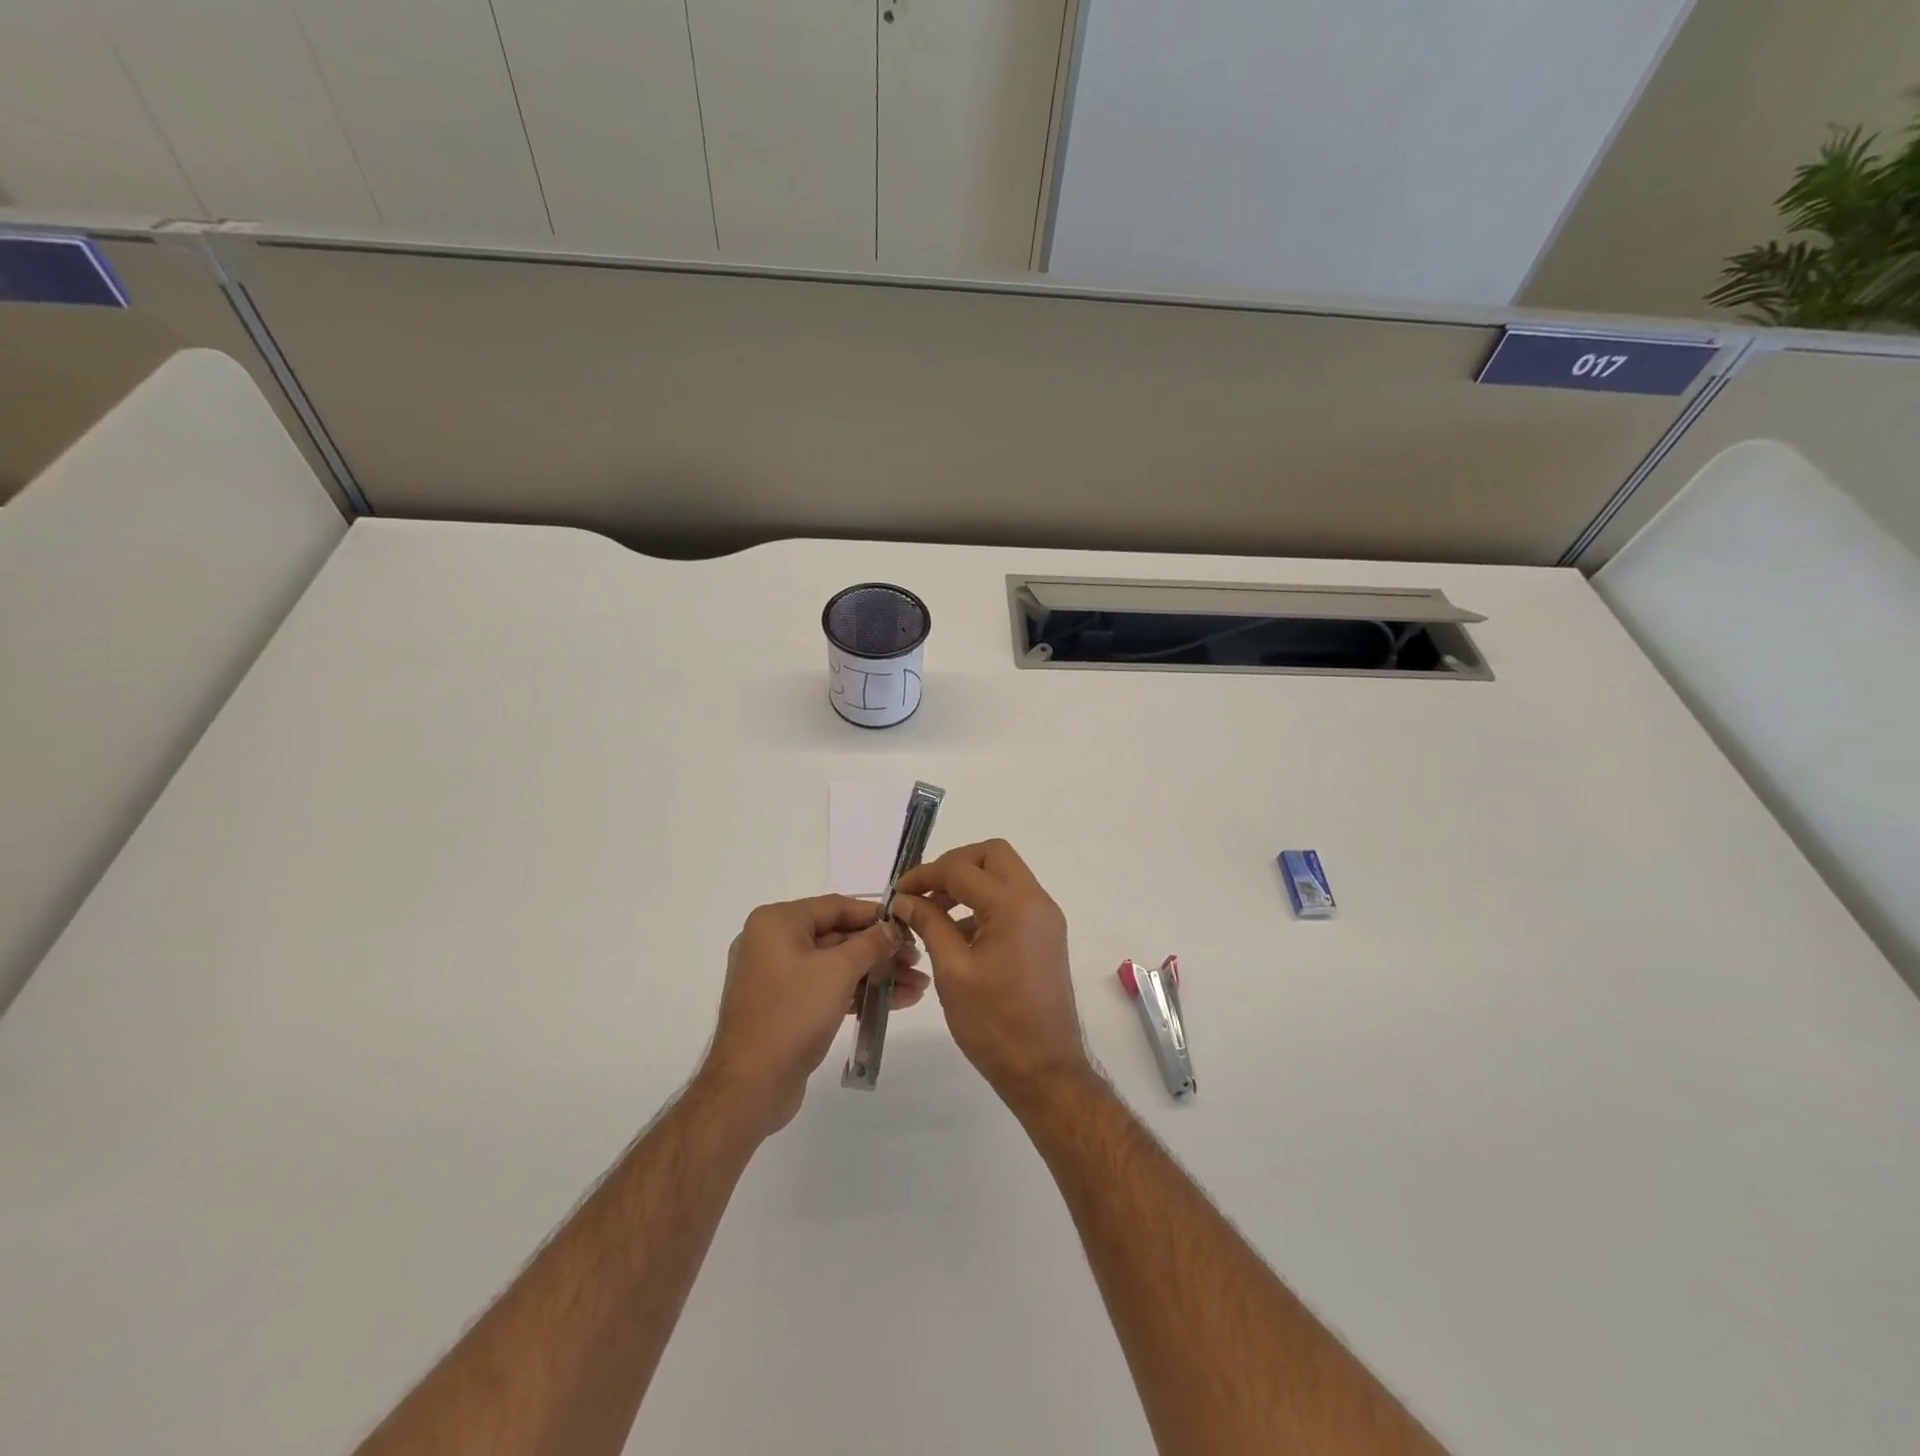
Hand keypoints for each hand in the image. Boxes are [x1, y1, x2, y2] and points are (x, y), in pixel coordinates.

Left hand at [698, 896, 928, 1137]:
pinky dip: (856, 993)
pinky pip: (826, 988)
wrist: (750, 1087)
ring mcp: (776, 977)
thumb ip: (871, 943)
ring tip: (916, 987)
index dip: (876, 916)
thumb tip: (892, 928)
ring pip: (835, 966)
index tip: (909, 926)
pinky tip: (893, 1002)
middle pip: (838, 936)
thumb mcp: (839, 971)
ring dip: (875, 975)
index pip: (836, 907)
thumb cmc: (793, 1014)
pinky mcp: (784, 1007)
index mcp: (776, 922)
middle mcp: (772, 942)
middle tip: (918, 962)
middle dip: (880, 951)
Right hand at [891, 840, 1091, 1107]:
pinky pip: (1013, 900)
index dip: (925, 875)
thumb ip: (929, 924)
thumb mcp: (952, 971)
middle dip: (955, 865)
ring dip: (970, 883)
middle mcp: (1036, 901)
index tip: (898, 893)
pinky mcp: (1046, 935)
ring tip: (934, 914)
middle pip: (993, 854)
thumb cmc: (994, 1023)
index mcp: (1014, 905)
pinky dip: (985, 903)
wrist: (1044, 1070)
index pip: (962, 868)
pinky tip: (958, 934)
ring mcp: (1045, 917)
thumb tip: (905, 899)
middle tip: (925, 892)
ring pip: (1005, 875)